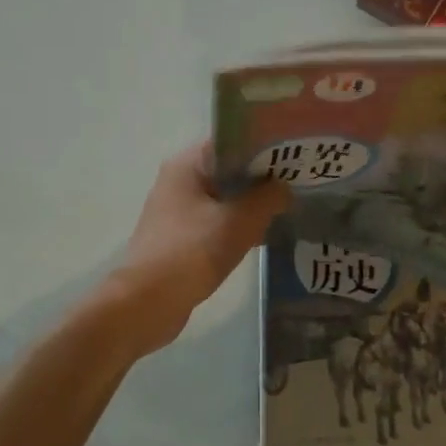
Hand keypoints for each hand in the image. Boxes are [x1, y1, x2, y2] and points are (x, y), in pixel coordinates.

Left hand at [113, 142, 289, 347]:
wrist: (148, 303)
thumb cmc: (193, 251)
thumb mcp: (240, 221)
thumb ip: (268, 198)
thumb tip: (284, 188)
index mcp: (187, 165)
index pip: (232, 142)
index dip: (264, 147)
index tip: (293, 157)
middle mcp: (179, 181)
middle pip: (229, 170)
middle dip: (261, 178)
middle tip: (297, 183)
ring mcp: (177, 210)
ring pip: (224, 198)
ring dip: (251, 204)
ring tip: (287, 209)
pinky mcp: (180, 237)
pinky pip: (216, 222)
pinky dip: (237, 226)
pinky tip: (262, 236)